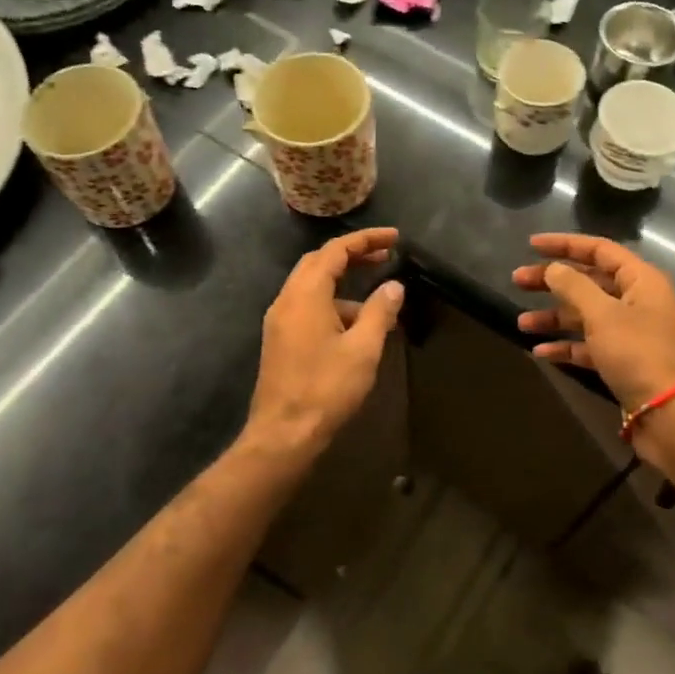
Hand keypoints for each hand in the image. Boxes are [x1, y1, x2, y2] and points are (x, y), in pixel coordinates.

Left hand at [246, 228, 403, 463]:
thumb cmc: (325, 389)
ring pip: (312, 286)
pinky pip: (307, 307)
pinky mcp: (280, 340)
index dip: (366, 240)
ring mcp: (280, 321)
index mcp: (305, 294)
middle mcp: (287, 300)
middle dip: (353, 255)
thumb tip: (394, 286)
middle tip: (386, 256)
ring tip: (378, 300)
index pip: (335, 250)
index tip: (395, 238)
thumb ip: (379, 312)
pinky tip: (356, 327)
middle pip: (319, 262)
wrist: (283, 435)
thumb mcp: (363, 349)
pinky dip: (333, 303)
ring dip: (344, 283)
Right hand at [512, 233, 674, 414]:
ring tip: (522, 323)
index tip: (531, 246)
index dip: (565, 245)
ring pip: (585, 315)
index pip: (599, 250)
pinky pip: (589, 345)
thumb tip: (554, 268)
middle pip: (588, 282)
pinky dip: (566, 346)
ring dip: (554, 317)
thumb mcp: (602, 314)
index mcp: (640, 280)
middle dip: (552, 282)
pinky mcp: (623, 361)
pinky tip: (541, 352)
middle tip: (517, 281)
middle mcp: (636, 301)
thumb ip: (574, 287)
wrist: (671, 414)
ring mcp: (630, 333)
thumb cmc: (638, 353)